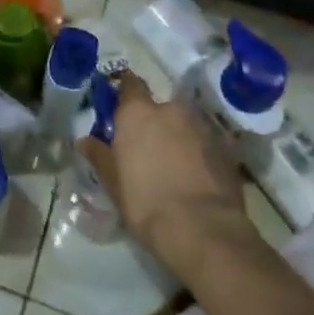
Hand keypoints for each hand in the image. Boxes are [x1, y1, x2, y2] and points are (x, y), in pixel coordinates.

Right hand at [85, 71, 254, 274]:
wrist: (203, 230)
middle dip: (155, 122)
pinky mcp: (228, 150)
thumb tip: (85, 140)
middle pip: (161, 107)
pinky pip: (207, 144)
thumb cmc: (146, 202)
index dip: (125, 92)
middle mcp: (172, 110)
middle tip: (148, 147)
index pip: (130, 84)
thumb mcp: (113, 182)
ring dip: (180, 137)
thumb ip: (99, 155)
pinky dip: (201, 153)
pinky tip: (197, 176)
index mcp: (138, 113)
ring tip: (175, 164)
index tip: (120, 106)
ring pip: (186, 125)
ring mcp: (203, 128)